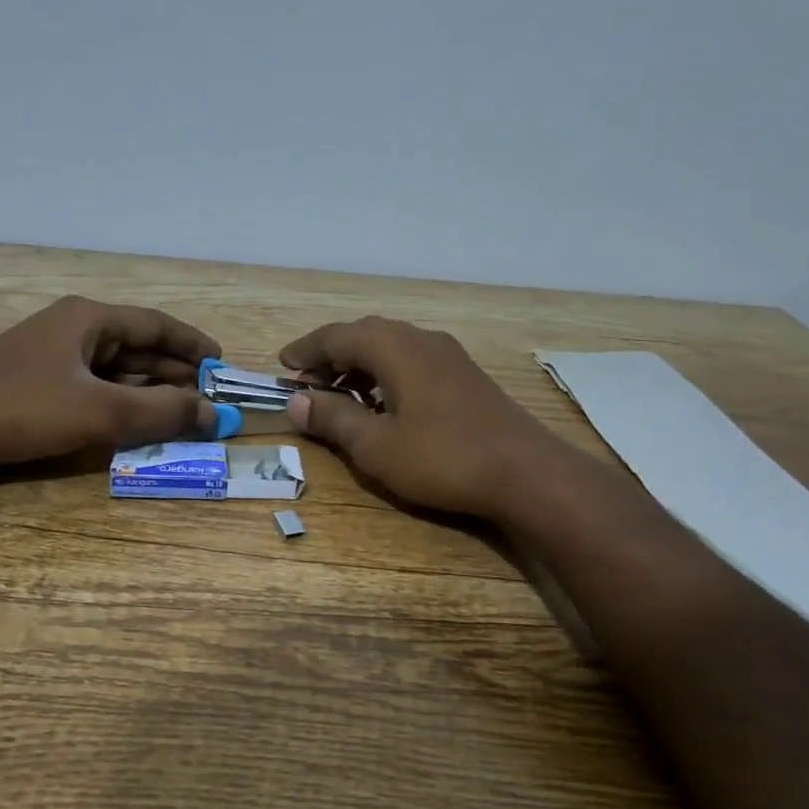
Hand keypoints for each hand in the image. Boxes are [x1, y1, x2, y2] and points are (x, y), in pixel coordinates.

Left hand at [0, 297, 220, 471]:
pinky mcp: (36, 381)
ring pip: (116, 369)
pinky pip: (93, 386)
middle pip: (138, 346)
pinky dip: (120, 401)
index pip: (157, 326)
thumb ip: (161, 414)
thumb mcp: (99, 413)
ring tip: (181, 413)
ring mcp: (52, 355)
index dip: (192, 345)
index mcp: (90, 320)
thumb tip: (214, 415)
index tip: (221, 365)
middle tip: (208, 399)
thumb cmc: (20, 409)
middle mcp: (74, 329)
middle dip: (175, 373)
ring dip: (149, 390)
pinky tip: (135, 422)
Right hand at [279, 317, 564, 518]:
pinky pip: (413, 361)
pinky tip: (384, 404)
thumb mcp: (376, 446)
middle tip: (307, 383)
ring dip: (359, 365)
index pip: (337, 336)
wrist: (526, 472)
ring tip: (339, 394)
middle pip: (365, 335)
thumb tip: (297, 402)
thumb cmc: (442, 458)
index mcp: (395, 348)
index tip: (282, 365)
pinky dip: (386, 374)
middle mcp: (421, 340)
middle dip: (331, 356)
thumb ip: (333, 418)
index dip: (305, 350)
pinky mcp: (466, 376)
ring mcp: (449, 356)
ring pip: (391, 347)